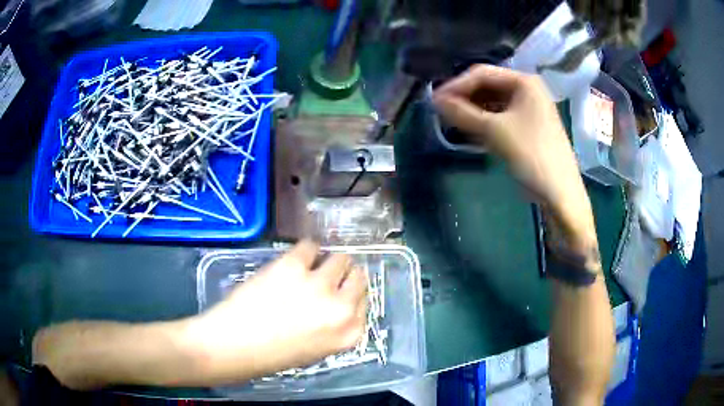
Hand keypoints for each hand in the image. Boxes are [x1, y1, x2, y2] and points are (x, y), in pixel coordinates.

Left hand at [187, 240, 367, 384]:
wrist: (233, 345)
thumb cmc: (272, 354)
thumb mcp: (316, 349)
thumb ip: (334, 327)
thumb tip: (337, 301)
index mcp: (348, 334)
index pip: (364, 302)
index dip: (350, 294)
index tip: (339, 290)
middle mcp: (341, 308)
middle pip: (358, 277)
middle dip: (343, 275)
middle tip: (326, 276)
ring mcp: (319, 285)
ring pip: (339, 258)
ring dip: (326, 261)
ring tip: (309, 266)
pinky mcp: (294, 266)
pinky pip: (310, 246)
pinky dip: (305, 250)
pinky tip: (294, 259)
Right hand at [432, 64, 598, 266]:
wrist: (560, 194)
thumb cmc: (532, 156)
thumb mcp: (495, 131)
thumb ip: (462, 113)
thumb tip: (435, 100)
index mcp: (524, 81)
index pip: (482, 73)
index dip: (456, 85)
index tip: (434, 100)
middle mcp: (528, 90)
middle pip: (488, 86)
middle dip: (464, 98)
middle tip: (441, 112)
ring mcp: (529, 109)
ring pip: (493, 103)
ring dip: (472, 111)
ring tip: (451, 122)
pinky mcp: (528, 127)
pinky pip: (501, 117)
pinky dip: (484, 122)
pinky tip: (470, 131)